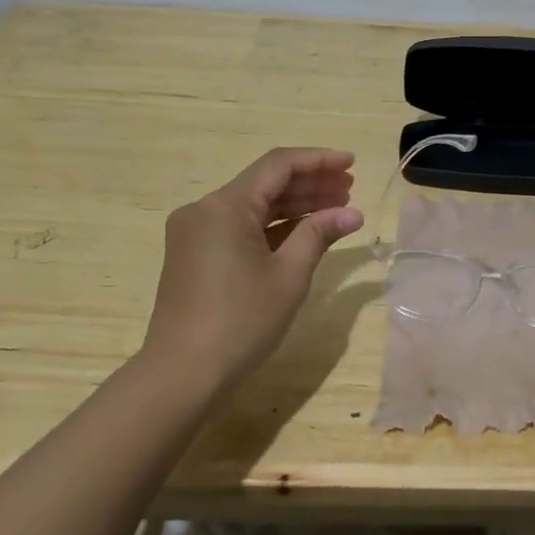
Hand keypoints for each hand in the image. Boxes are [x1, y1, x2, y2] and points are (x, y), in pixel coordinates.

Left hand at [139, 148, 364, 390]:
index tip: (351, 163)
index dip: (318, 160)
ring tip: (336, 207)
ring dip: (293, 205)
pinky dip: (272, 227)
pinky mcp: (194, 255)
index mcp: (225, 206)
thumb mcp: (289, 275)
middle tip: (350, 188)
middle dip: (309, 183)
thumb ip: (319, 234)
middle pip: (265, 183)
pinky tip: (304, 232)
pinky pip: (240, 228)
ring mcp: (196, 233)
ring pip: (253, 206)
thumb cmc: (241, 321)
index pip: (278, 166)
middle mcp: (205, 210)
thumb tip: (352, 213)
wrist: (182, 374)